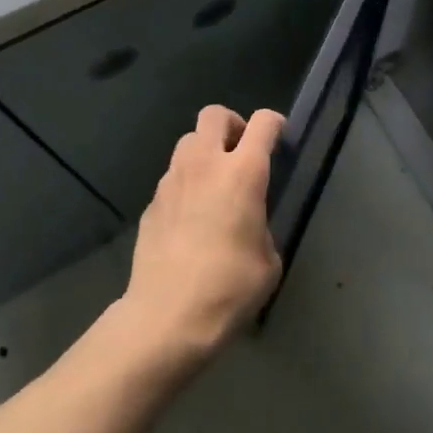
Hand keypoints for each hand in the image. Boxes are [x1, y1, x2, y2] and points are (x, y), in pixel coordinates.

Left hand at [120, 105, 285, 362]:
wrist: (166, 318)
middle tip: (242, 152)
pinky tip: (191, 218)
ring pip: (188, 141)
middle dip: (232, 125)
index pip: (263, 122)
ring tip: (214, 183)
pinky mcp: (150, 204)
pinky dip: (185, 184)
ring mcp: (172, 181)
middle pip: (215, 114)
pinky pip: (172, 177)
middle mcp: (205, 164)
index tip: (281, 139)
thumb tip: (250, 225)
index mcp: (243, 172)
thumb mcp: (268, 260)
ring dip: (205, 152)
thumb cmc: (229, 288)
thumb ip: (262, 226)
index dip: (276, 124)